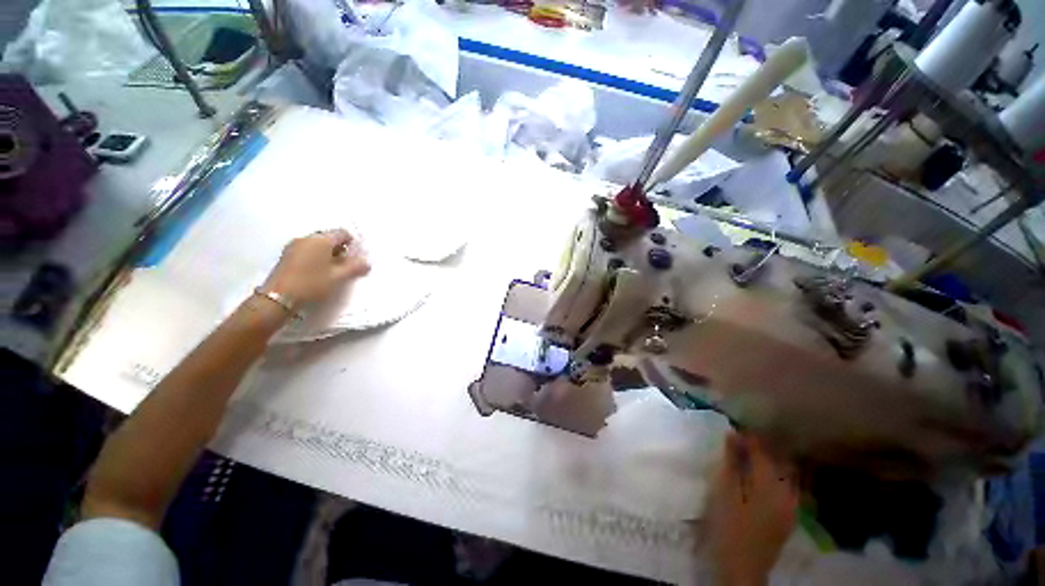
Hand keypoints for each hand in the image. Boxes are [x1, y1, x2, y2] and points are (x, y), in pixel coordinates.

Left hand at [263, 229, 369, 305]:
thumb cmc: (312, 284)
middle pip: (329, 237)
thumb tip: (366, 263)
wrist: (278, 298)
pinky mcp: (287, 255)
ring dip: (328, 253)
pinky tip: (318, 271)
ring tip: (333, 270)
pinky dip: (316, 257)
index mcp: (320, 240)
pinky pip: (307, 250)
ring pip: (317, 244)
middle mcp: (306, 238)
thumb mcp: (338, 277)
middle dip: (340, 248)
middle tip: (346, 264)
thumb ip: (354, 268)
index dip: (352, 243)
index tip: (356, 258)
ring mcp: (294, 246)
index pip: (342, 233)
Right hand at [702, 432, 797, 585]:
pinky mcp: (789, 516)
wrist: (741, 566)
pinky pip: (785, 487)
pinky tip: (759, 480)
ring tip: (749, 459)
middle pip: (779, 460)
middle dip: (761, 448)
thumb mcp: (724, 489)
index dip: (748, 438)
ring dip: (768, 462)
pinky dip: (773, 477)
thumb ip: (731, 460)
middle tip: (740, 444)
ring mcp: (792, 506)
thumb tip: (732, 434)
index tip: (733, 431)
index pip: (763, 450)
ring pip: (784, 474)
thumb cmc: (728, 524)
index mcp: (771, 483)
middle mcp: (787, 491)